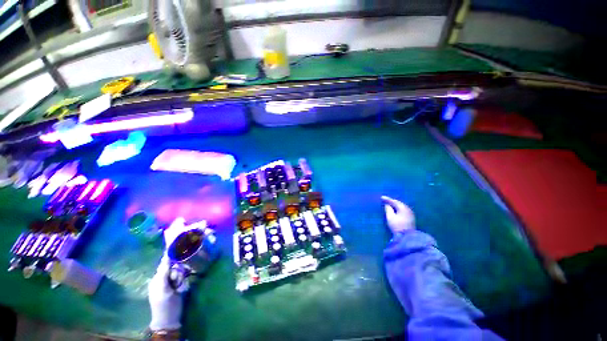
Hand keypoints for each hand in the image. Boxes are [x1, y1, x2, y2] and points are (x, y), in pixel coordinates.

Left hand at [148, 255, 183, 330]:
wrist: (169, 319)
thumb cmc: (165, 305)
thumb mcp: (163, 289)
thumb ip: (164, 273)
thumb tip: (167, 257)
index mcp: (157, 278)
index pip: (164, 264)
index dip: (171, 258)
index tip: (179, 251)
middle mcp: (163, 278)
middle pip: (174, 268)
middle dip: (177, 273)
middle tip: (177, 282)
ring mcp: (170, 282)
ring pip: (179, 272)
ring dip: (181, 278)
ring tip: (179, 287)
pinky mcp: (177, 286)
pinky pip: (182, 278)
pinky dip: (183, 281)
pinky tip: (182, 287)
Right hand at [381, 196, 415, 233]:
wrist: (407, 237)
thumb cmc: (397, 226)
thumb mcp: (390, 217)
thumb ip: (388, 209)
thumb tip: (387, 205)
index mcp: (403, 208)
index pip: (394, 201)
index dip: (387, 199)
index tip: (381, 197)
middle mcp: (408, 209)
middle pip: (399, 203)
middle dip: (392, 201)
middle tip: (385, 200)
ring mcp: (411, 213)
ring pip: (401, 206)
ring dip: (395, 205)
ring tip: (389, 204)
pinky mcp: (411, 217)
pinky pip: (403, 209)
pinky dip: (398, 208)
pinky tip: (395, 209)